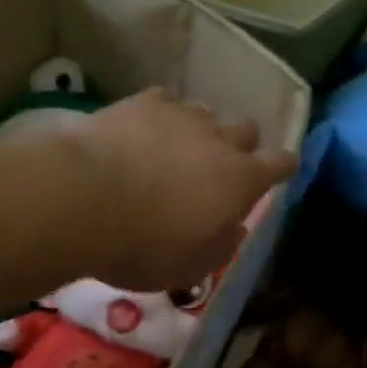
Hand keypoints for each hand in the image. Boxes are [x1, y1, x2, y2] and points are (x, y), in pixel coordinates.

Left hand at [61, 89, 296, 291]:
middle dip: (240, 145)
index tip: (279, 170)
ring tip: (175, 149)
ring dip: (200, 130)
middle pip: (248, 128)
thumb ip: (222, 245)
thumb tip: (235, 227)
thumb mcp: (191, 266)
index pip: (281, 163)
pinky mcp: (145, 102)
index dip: (282, 166)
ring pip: (207, 113)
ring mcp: (183, 115)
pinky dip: (161, 116)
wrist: (84, 200)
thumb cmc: (143, 244)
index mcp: (241, 179)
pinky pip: (166, 102)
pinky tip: (143, 131)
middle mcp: (220, 139)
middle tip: (217, 167)